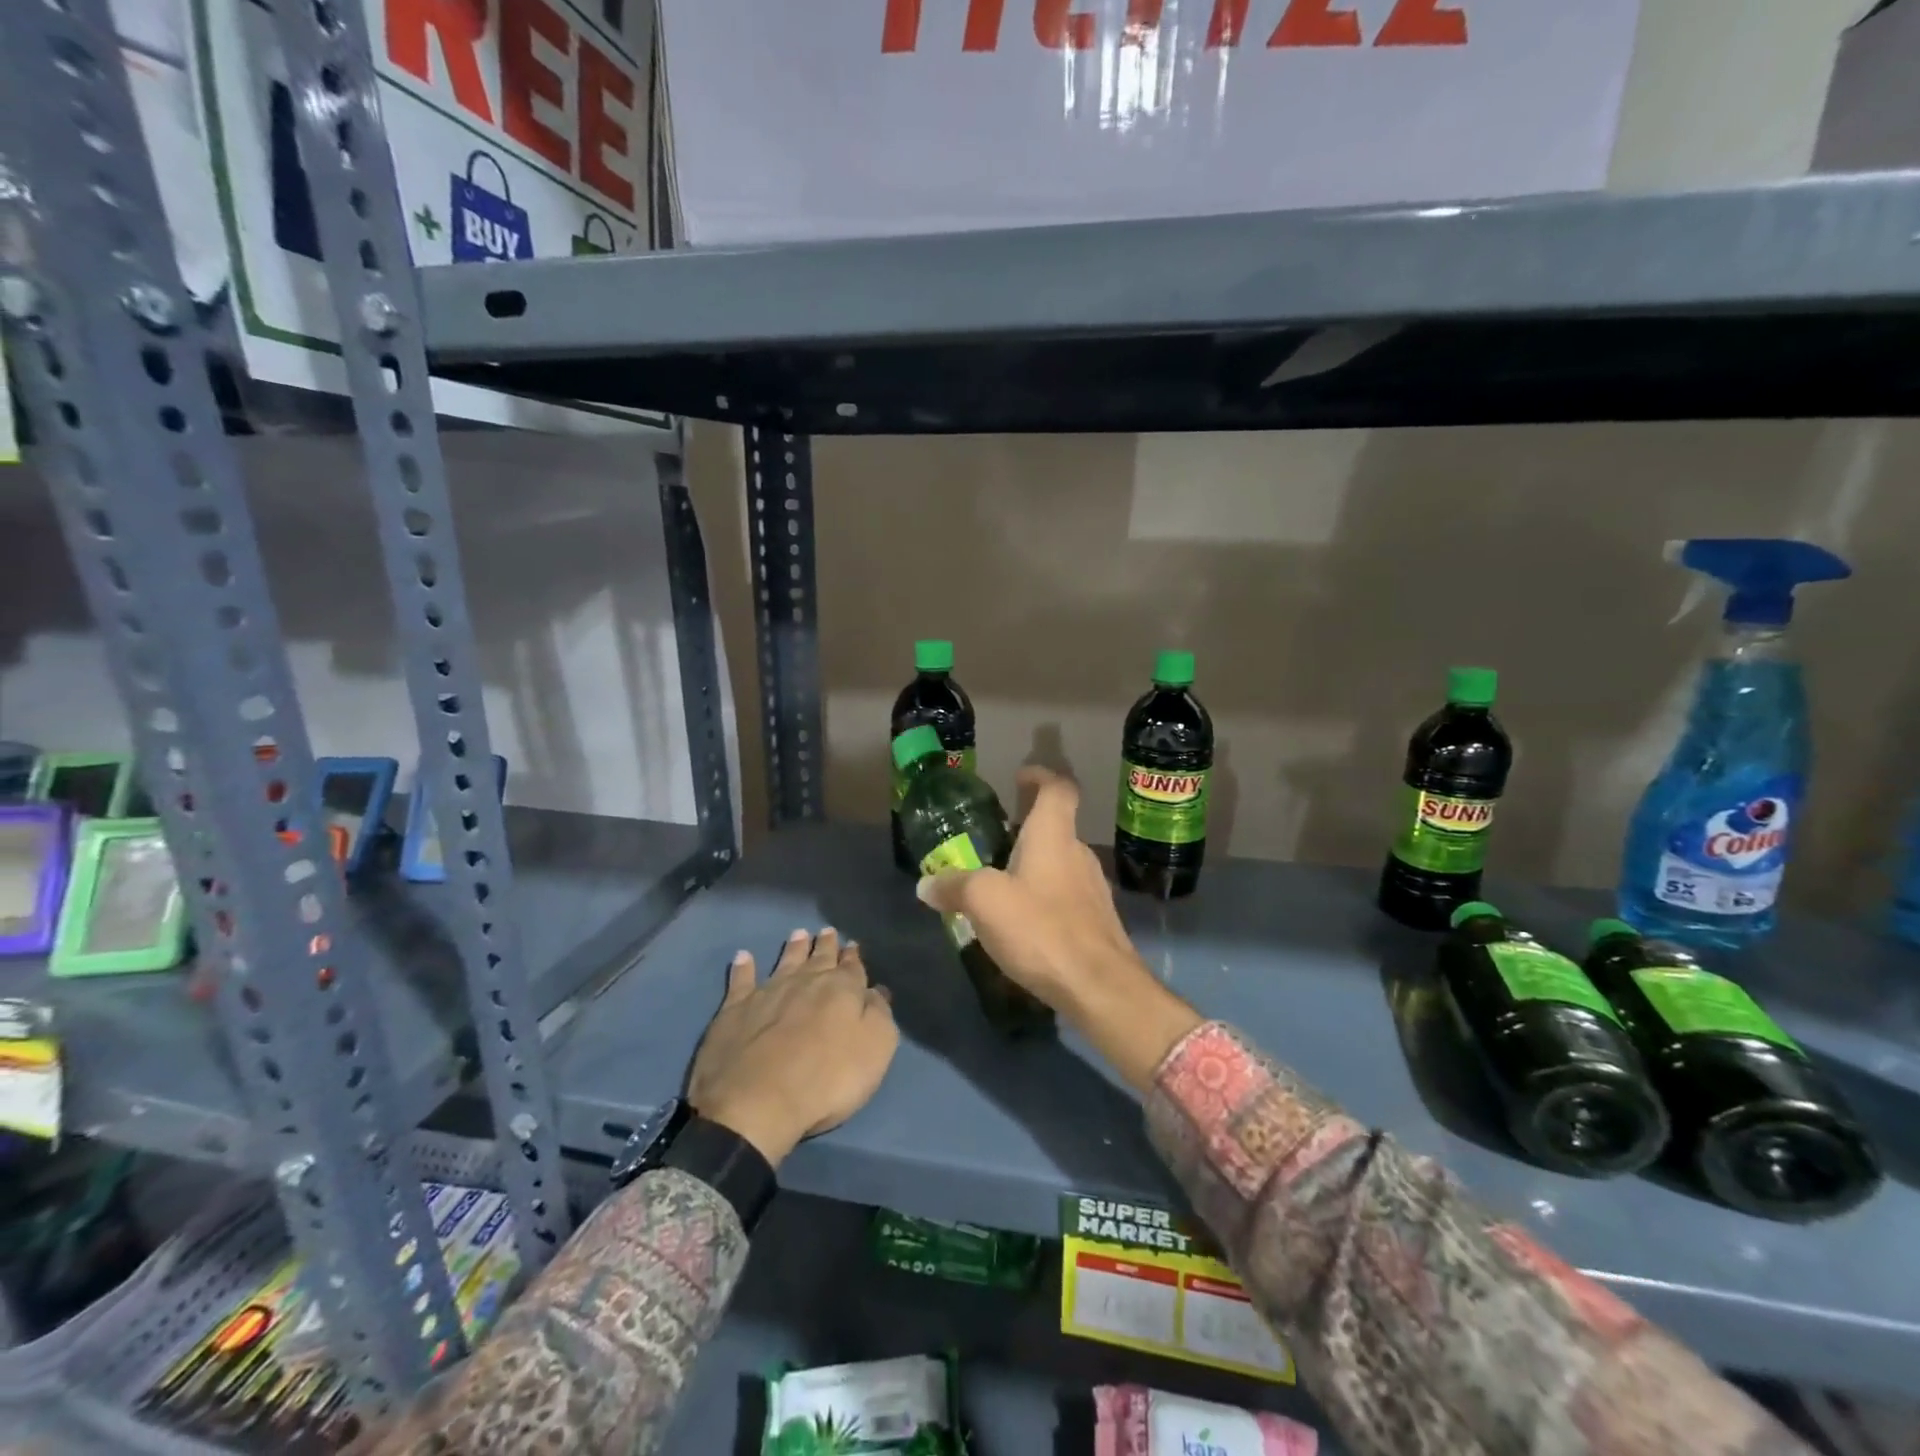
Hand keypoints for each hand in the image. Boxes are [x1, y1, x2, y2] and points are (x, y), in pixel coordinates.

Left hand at [688, 928, 898, 1165]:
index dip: (854, 957)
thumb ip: (879, 1014)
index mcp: (842, 990)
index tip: (853, 946)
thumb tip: (876, 990)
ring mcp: (768, 992)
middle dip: (825, 945)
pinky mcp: (735, 1010)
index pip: (852, 967)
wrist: (756, 1102)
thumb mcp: (874, 1049)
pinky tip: (743, 956)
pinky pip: (741, 981)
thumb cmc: (826, 1080)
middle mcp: (806, 982)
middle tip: (827, 931)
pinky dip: (743, 967)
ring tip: (798, 933)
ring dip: (793, 948)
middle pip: (819, 958)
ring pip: (785, 961)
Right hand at [916, 767, 1200, 1089]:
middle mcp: (1078, 853)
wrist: (1100, 987)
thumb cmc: (1041, 929)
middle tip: (993, 840)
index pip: (1057, 788)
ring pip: (1060, 863)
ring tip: (1000, 883)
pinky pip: (1065, 895)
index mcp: (1054, 835)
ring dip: (1034, 864)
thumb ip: (954, 887)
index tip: (1020, 778)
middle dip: (1026, 827)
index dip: (1040, 776)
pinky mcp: (1096, 921)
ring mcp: (1092, 888)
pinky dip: (1043, 896)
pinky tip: (1022, 923)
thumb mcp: (985, 902)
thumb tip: (927, 884)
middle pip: (1056, 827)